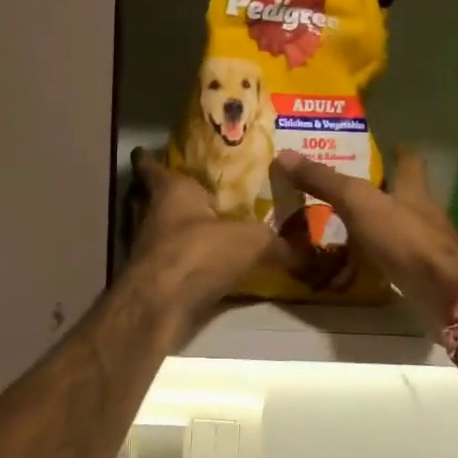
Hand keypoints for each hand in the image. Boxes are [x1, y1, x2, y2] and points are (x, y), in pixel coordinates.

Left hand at [125, 149, 290, 332]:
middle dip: (173, 197)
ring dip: (179, 231)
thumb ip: (277, 243)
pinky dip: (185, 262)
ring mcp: (148, 249)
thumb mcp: (251, 242)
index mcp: (172, 191)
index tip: (148, 151)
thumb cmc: (200, 252)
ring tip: (207, 229)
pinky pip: (171, 262)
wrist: (162, 306)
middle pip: (155, 199)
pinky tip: (207, 267)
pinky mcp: (152, 279)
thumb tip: (309, 251)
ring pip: (162, 232)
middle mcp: (153, 215)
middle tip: (200, 192)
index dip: (149, 159)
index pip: (151, 166)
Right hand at [273, 148, 457, 334]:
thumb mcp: (358, 202)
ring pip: (391, 229)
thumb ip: (324, 180)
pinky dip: (369, 264)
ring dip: (368, 230)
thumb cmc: (403, 237)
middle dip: (374, 192)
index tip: (387, 145)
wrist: (442, 292)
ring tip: (335, 231)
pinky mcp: (418, 273)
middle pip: (398, 195)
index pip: (408, 160)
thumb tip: (284, 154)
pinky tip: (348, 271)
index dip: (398, 151)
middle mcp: (421, 212)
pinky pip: (388, 262)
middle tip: (341, 191)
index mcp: (412, 188)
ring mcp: (422, 244)